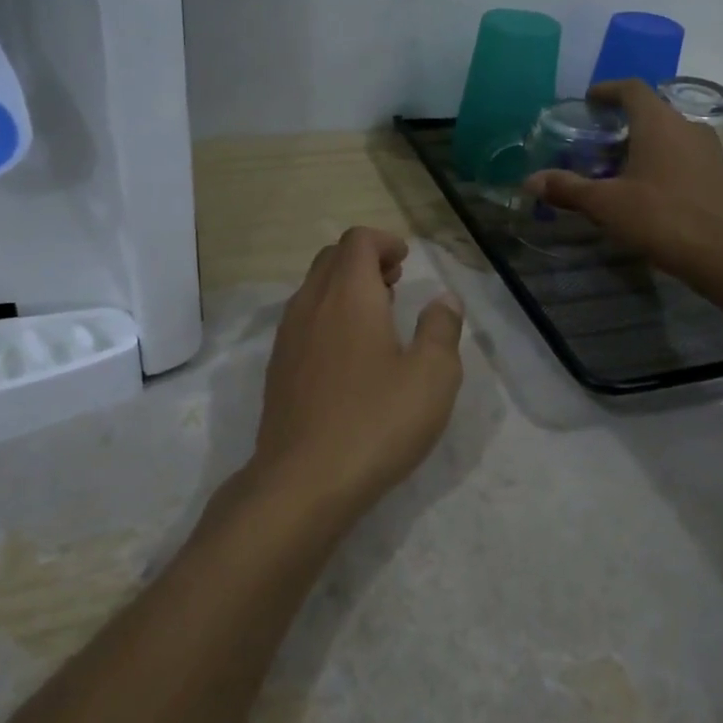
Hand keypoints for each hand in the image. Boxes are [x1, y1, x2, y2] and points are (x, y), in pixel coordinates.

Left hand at [249, 227, 464, 520]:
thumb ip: (441, 330)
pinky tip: (350, 355)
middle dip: (365, 260)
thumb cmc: (376, 422)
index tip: (406, 261)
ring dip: (345, 288)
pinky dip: (328, 315)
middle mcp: (311, 304)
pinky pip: (303, 320)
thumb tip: (444, 300)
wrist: (303, 481)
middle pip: (331, 259)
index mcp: (348, 295)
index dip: (384, 241)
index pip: (357, 241)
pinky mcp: (278, 368)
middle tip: (396, 282)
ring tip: (378, 316)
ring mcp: (288, 337)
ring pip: (314, 289)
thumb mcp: (432, 376)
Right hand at [525, 78, 722, 280]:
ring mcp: (707, 150)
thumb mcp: (605, 204)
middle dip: (623, 120)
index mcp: (658, 122)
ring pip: (669, 134)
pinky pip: (683, 155)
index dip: (608, 90)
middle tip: (597, 138)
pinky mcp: (718, 174)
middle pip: (651, 110)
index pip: (632, 88)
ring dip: (644, 142)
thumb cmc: (660, 218)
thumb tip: (529, 181)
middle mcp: (686, 126)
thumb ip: (567, 188)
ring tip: (618, 164)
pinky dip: (662, 160)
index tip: (589, 100)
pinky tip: (647, 187)